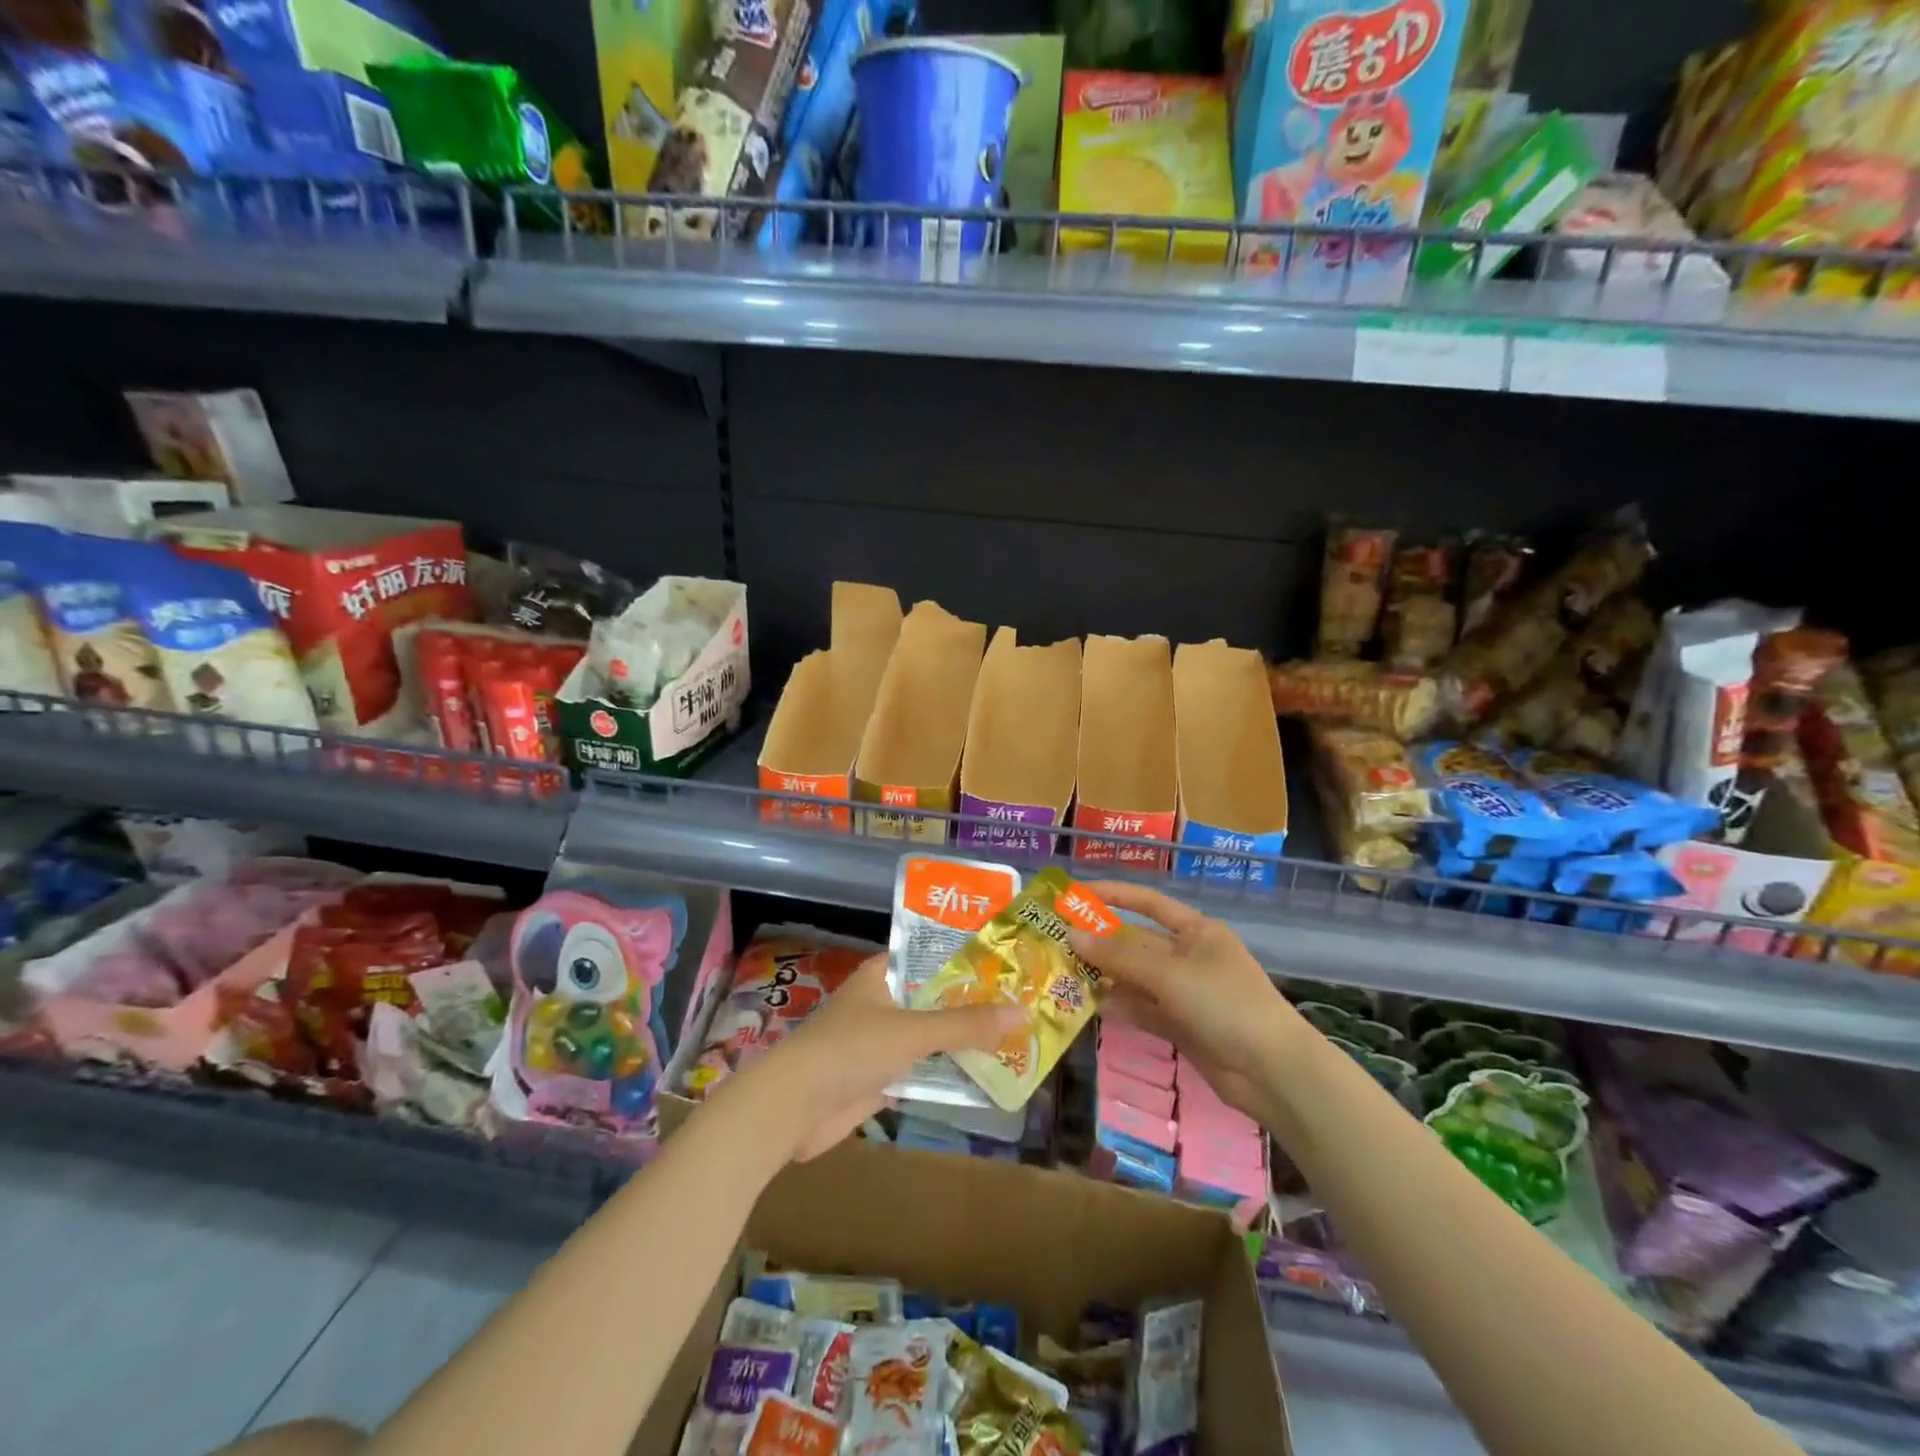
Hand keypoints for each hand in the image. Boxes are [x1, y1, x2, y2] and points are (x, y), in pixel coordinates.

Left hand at [727, 954, 1023, 1161]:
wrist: (794, 1107)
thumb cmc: (851, 1049)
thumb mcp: (914, 1031)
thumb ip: (966, 1024)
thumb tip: (1022, 1012)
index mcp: (883, 974)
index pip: (931, 956)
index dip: (967, 958)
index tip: (1007, 961)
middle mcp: (883, 1001)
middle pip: (935, 998)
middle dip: (973, 1003)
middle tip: (1023, 1000)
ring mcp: (881, 1041)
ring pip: (932, 1036)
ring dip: (964, 1041)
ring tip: (1016, 1035)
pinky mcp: (881, 1077)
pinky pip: (924, 1069)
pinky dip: (949, 1072)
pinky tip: (987, 1074)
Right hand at [1067, 882, 1298, 1120]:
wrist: (1273, 1072)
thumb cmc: (1226, 1004)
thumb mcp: (1170, 975)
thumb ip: (1119, 957)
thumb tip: (1071, 935)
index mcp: (1196, 931)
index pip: (1148, 903)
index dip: (1113, 895)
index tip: (1075, 894)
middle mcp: (1189, 957)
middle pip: (1137, 943)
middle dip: (1102, 943)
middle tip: (1057, 942)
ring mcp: (1186, 993)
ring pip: (1136, 978)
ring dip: (1106, 977)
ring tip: (1065, 975)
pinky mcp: (1182, 1026)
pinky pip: (1144, 1009)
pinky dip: (1122, 1007)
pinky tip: (1093, 1007)